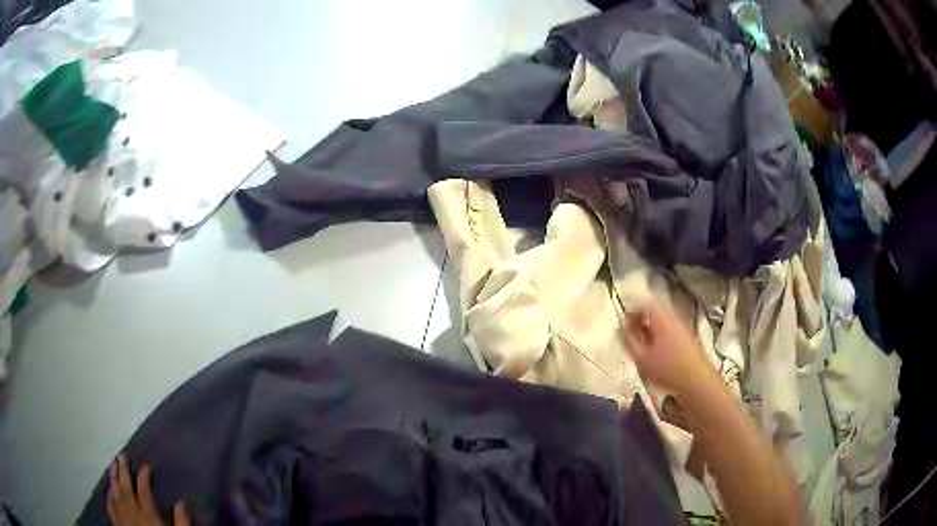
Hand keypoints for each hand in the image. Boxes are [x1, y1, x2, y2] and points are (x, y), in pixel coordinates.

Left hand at [108, 454, 189, 525]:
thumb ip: (181, 522)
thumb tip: (181, 503)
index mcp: (148, 515)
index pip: (143, 490)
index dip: (144, 476)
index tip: (146, 466)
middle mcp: (133, 514)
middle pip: (125, 488)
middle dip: (123, 471)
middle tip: (121, 456)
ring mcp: (123, 519)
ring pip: (115, 495)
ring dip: (113, 479)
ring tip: (112, 466)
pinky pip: (111, 509)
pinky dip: (109, 498)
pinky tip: (108, 491)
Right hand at [623, 306, 714, 396]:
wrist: (697, 380)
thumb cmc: (667, 369)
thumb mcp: (642, 358)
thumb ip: (629, 341)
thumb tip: (622, 329)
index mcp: (661, 317)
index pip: (643, 304)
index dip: (631, 311)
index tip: (623, 323)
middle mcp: (673, 316)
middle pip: (654, 310)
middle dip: (641, 319)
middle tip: (632, 333)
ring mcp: (682, 325)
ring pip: (662, 319)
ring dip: (650, 327)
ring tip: (643, 343)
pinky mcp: (687, 335)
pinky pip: (669, 327)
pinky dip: (660, 333)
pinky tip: (657, 349)